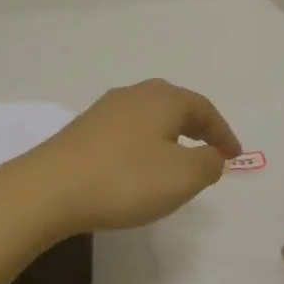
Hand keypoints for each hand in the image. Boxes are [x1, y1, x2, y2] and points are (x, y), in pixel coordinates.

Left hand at [14, 80, 240, 236]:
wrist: (49, 189)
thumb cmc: (124, 180)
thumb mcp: (183, 177)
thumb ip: (208, 163)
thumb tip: (210, 154)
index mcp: (163, 99)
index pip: (204, 109)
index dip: (223, 133)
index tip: (234, 157)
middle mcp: (134, 94)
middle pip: (175, 105)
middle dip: (196, 126)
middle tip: (210, 150)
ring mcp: (104, 110)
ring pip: (149, 117)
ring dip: (168, 135)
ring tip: (176, 160)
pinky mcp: (83, 130)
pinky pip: (126, 131)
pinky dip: (143, 144)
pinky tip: (138, 166)